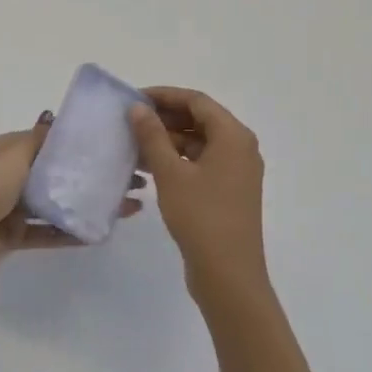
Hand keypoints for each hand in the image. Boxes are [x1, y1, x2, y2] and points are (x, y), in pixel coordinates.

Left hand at [0, 113, 144, 301]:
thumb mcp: (13, 153)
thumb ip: (39, 140)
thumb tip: (57, 120)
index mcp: (8, 150)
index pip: (51, 141)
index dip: (82, 143)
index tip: (117, 145)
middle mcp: (10, 176)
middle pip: (59, 173)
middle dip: (94, 174)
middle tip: (133, 178)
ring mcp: (12, 208)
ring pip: (59, 203)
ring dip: (90, 203)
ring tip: (129, 206)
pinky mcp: (14, 238)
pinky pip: (50, 233)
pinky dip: (74, 232)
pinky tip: (103, 231)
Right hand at [129, 87, 267, 307]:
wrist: (228, 275)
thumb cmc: (201, 217)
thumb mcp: (170, 173)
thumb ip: (153, 136)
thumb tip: (138, 108)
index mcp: (233, 136)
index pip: (196, 101)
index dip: (165, 95)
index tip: (134, 99)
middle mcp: (240, 148)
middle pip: (200, 119)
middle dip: (165, 117)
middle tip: (131, 121)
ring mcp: (236, 171)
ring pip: (199, 142)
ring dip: (169, 140)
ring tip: (134, 144)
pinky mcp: (229, 191)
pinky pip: (201, 162)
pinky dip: (177, 160)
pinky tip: (149, 167)